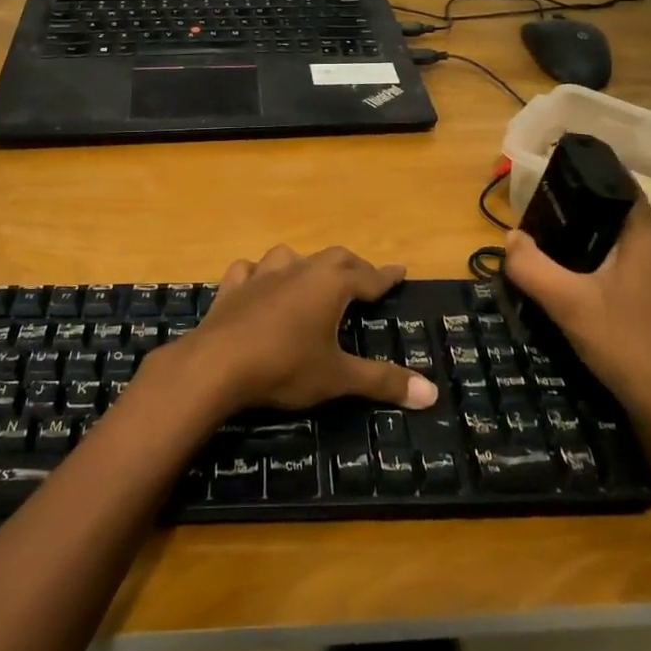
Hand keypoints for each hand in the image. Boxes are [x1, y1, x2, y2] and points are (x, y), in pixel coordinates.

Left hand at [183, 245, 438, 414]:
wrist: (217, 365)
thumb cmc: (286, 367)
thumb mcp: (338, 378)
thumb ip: (383, 382)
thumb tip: (432, 394)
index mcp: (330, 285)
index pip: (368, 276)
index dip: (386, 277)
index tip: (401, 272)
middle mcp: (299, 270)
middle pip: (334, 258)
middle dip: (353, 267)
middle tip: (364, 279)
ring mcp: (262, 275)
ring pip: (289, 256)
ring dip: (305, 264)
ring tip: (312, 277)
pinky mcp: (232, 288)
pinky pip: (248, 270)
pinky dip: (258, 274)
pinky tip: (257, 282)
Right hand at [503, 201, 650, 437]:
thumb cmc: (627, 344)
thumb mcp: (567, 303)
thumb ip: (531, 266)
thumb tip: (511, 237)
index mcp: (649, 234)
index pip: (618, 184)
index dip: (583, 178)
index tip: (548, 182)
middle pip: (617, 212)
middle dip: (578, 212)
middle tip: (538, 221)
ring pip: (624, 240)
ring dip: (590, 241)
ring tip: (550, 248)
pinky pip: (632, 263)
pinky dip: (604, 263)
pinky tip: (578, 281)